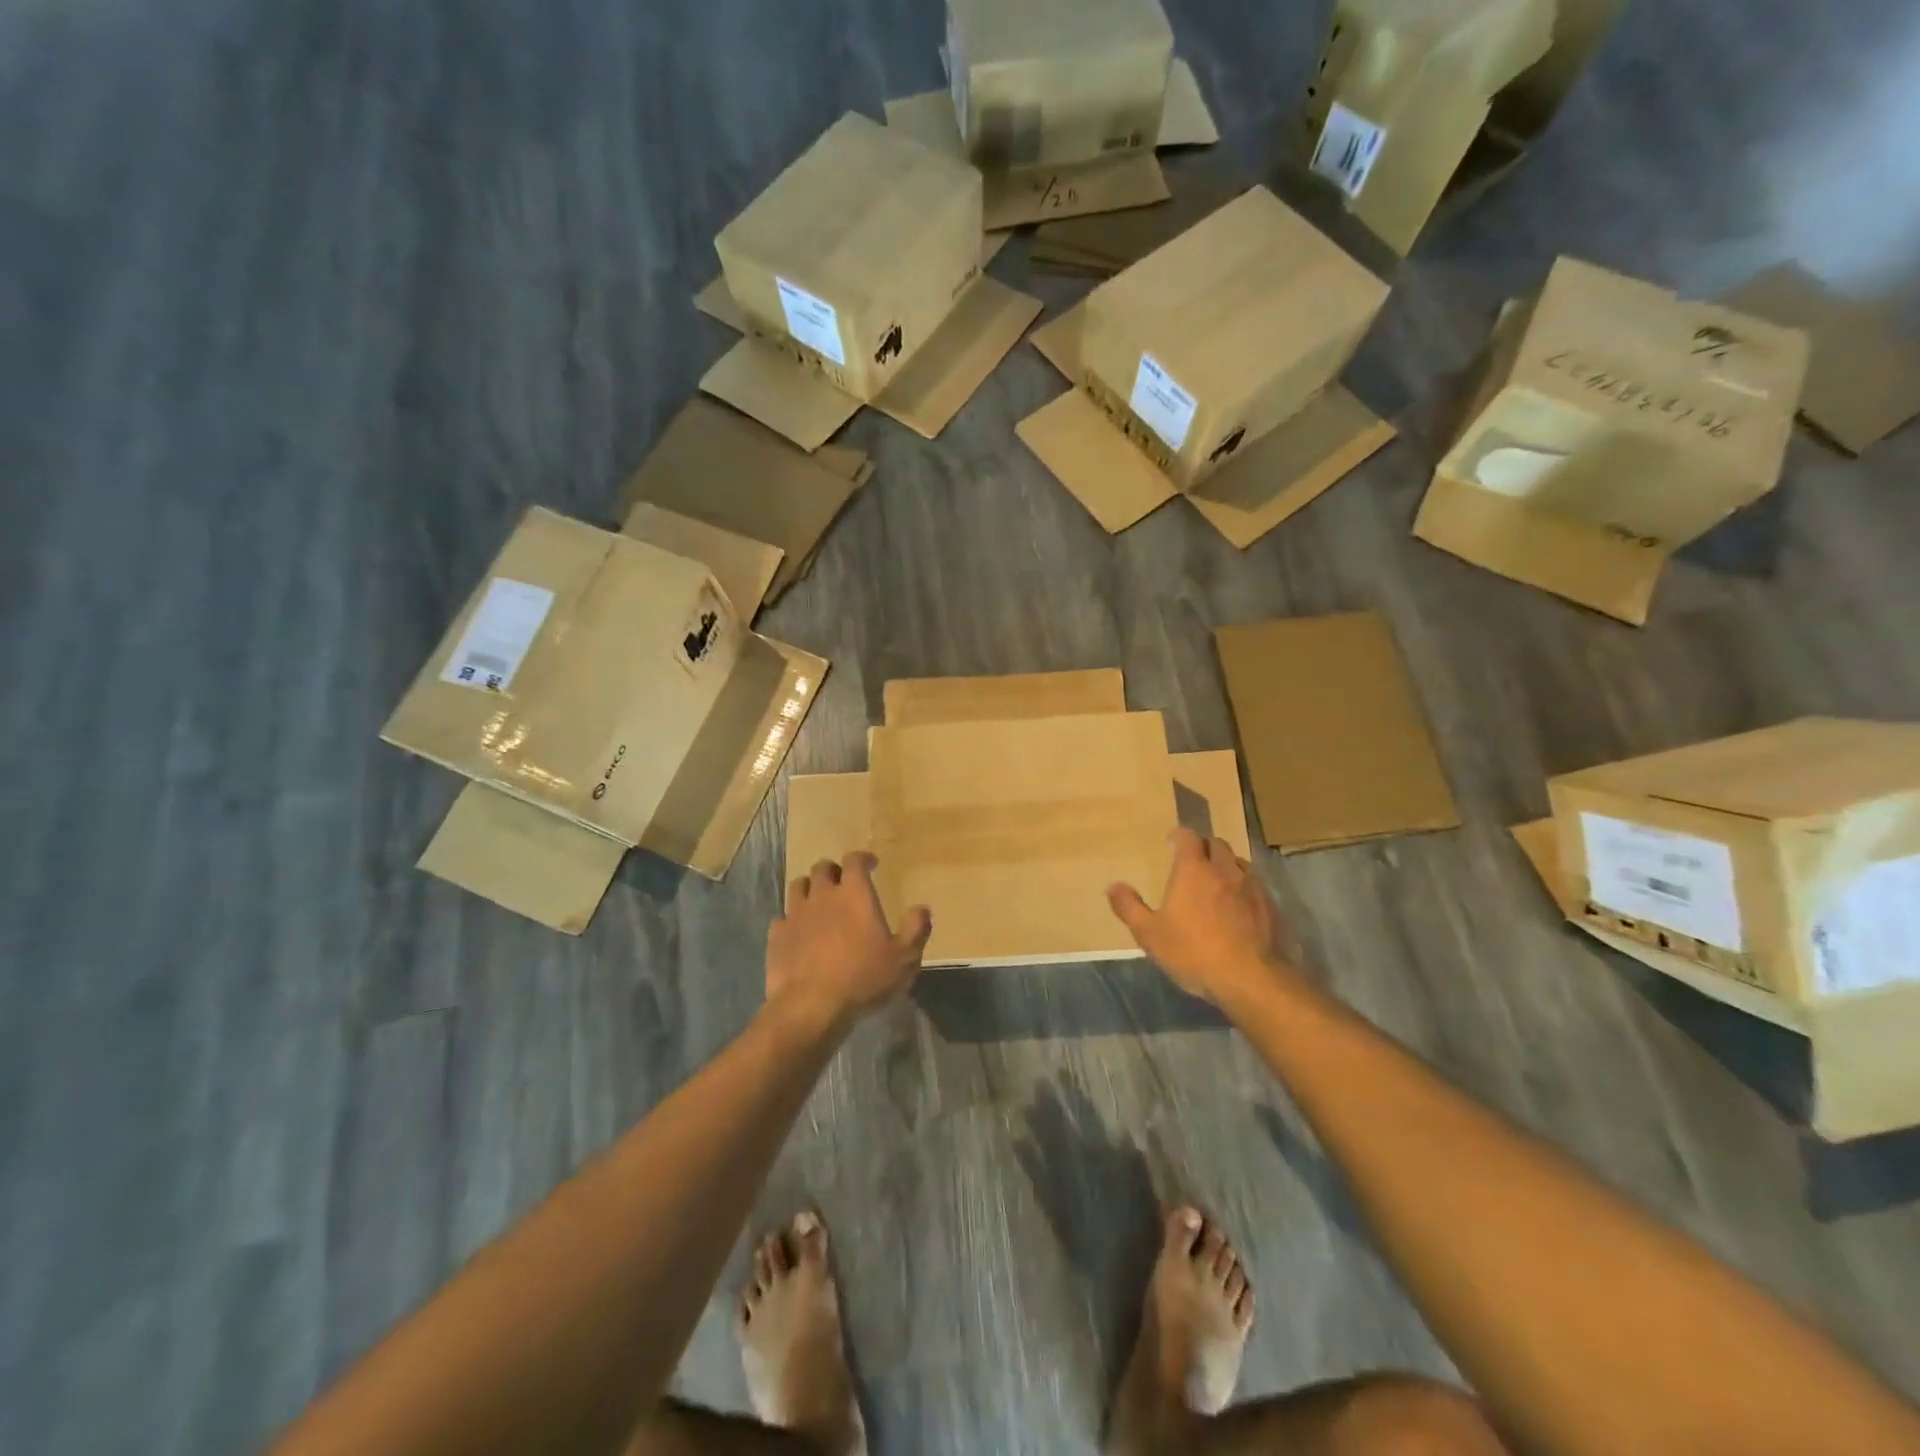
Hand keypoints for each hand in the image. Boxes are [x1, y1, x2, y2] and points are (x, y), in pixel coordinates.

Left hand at [768, 853, 931, 1026]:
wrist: (812, 1006)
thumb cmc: (863, 978)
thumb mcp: (904, 958)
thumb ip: (916, 929)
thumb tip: (922, 908)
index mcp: (854, 894)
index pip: (854, 861)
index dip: (862, 858)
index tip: (871, 864)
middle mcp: (822, 896)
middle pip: (823, 868)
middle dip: (834, 870)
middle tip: (843, 882)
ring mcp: (795, 915)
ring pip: (798, 886)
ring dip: (809, 888)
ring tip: (818, 900)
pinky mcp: (777, 936)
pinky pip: (782, 918)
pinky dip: (791, 920)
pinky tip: (798, 932)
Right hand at [1108, 830, 1291, 1003]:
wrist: (1251, 980)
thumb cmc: (1193, 952)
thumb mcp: (1150, 934)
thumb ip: (1129, 907)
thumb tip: (1113, 885)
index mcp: (1193, 870)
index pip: (1188, 837)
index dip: (1180, 836)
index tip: (1172, 843)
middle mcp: (1224, 870)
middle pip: (1216, 844)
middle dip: (1203, 847)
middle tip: (1192, 862)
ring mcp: (1252, 887)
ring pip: (1238, 862)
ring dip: (1226, 865)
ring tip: (1216, 882)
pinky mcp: (1271, 907)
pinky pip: (1255, 885)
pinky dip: (1243, 887)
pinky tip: (1238, 907)